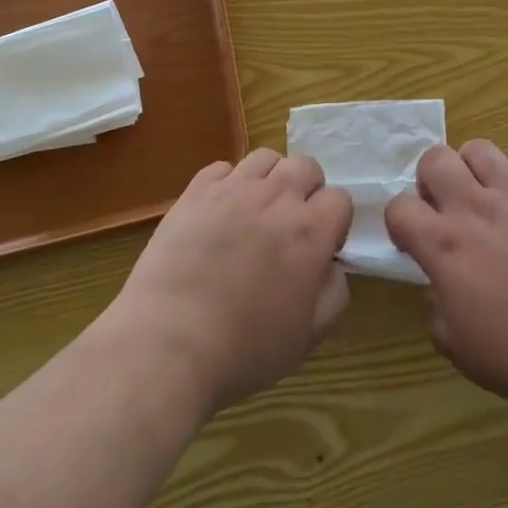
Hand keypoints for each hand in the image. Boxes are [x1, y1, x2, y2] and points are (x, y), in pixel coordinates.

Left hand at [111, 149, 352, 414]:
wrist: (168, 344)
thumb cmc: (244, 349)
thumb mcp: (308, 337)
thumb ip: (334, 293)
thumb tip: (332, 265)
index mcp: (310, 231)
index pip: (340, 199)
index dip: (334, 223)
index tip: (319, 249)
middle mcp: (277, 198)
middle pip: (306, 167)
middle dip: (307, 190)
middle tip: (290, 226)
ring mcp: (234, 189)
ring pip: (266, 158)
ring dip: (270, 179)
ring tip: (256, 211)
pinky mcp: (195, 192)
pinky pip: (222, 168)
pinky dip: (228, 183)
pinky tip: (219, 212)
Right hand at [385, 139, 507, 417]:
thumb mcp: (460, 348)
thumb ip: (437, 311)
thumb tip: (438, 291)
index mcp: (444, 245)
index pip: (398, 207)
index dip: (399, 222)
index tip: (412, 242)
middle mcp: (474, 208)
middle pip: (435, 158)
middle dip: (430, 179)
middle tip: (444, 208)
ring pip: (479, 149)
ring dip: (470, 168)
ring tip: (481, 195)